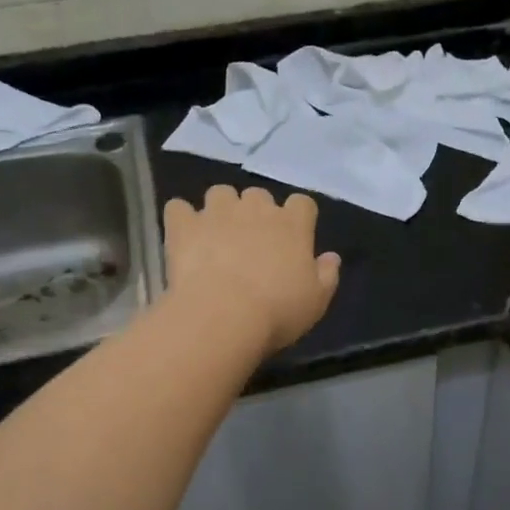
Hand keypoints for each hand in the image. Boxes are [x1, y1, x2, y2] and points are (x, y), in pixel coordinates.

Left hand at [162, 185, 340, 356]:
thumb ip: (326, 275)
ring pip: (220, 193)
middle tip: (251, 241)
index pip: (302, 203)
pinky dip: (181, 218)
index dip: (298, 216)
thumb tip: (331, 257)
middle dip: (255, 212)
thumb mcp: (316, 301)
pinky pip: (178, 208)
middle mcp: (256, 209)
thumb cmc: (277, 311)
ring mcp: (217, 213)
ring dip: (220, 208)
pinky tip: (183, 236)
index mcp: (293, 225)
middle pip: (258, 195)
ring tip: (216, 234)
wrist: (223, 316)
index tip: (294, 236)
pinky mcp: (185, 225)